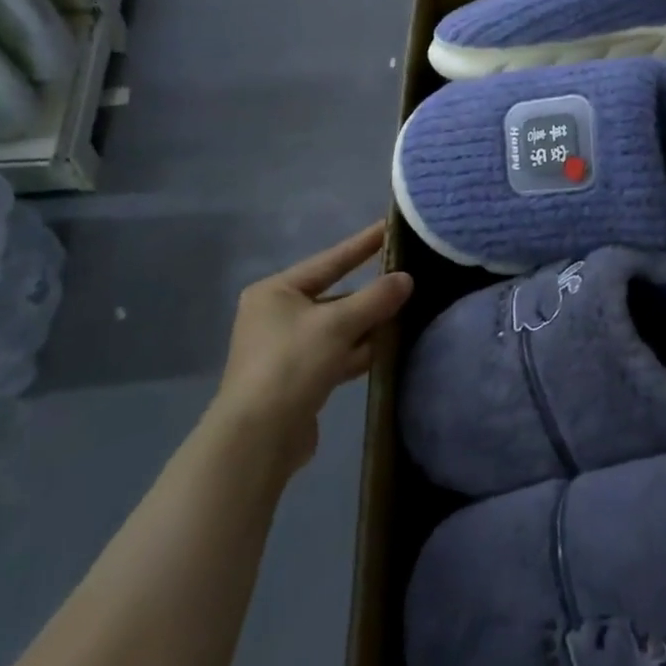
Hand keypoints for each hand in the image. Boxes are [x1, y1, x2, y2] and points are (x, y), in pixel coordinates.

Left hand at [212, 223, 412, 474]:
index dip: (362, 244)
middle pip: (333, 296)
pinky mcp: (298, 379)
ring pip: (337, 327)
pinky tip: (388, 347)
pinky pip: (336, 354)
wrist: (257, 440)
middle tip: (407, 274)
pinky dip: (359, 350)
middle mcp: (277, 316)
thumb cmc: (291, 365)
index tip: (389, 226)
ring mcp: (286, 350)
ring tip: (407, 310)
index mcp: (276, 292)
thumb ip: (375, 299)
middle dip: (369, 291)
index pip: (329, 260)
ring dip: (368, 323)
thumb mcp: (337, 324)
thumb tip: (406, 279)